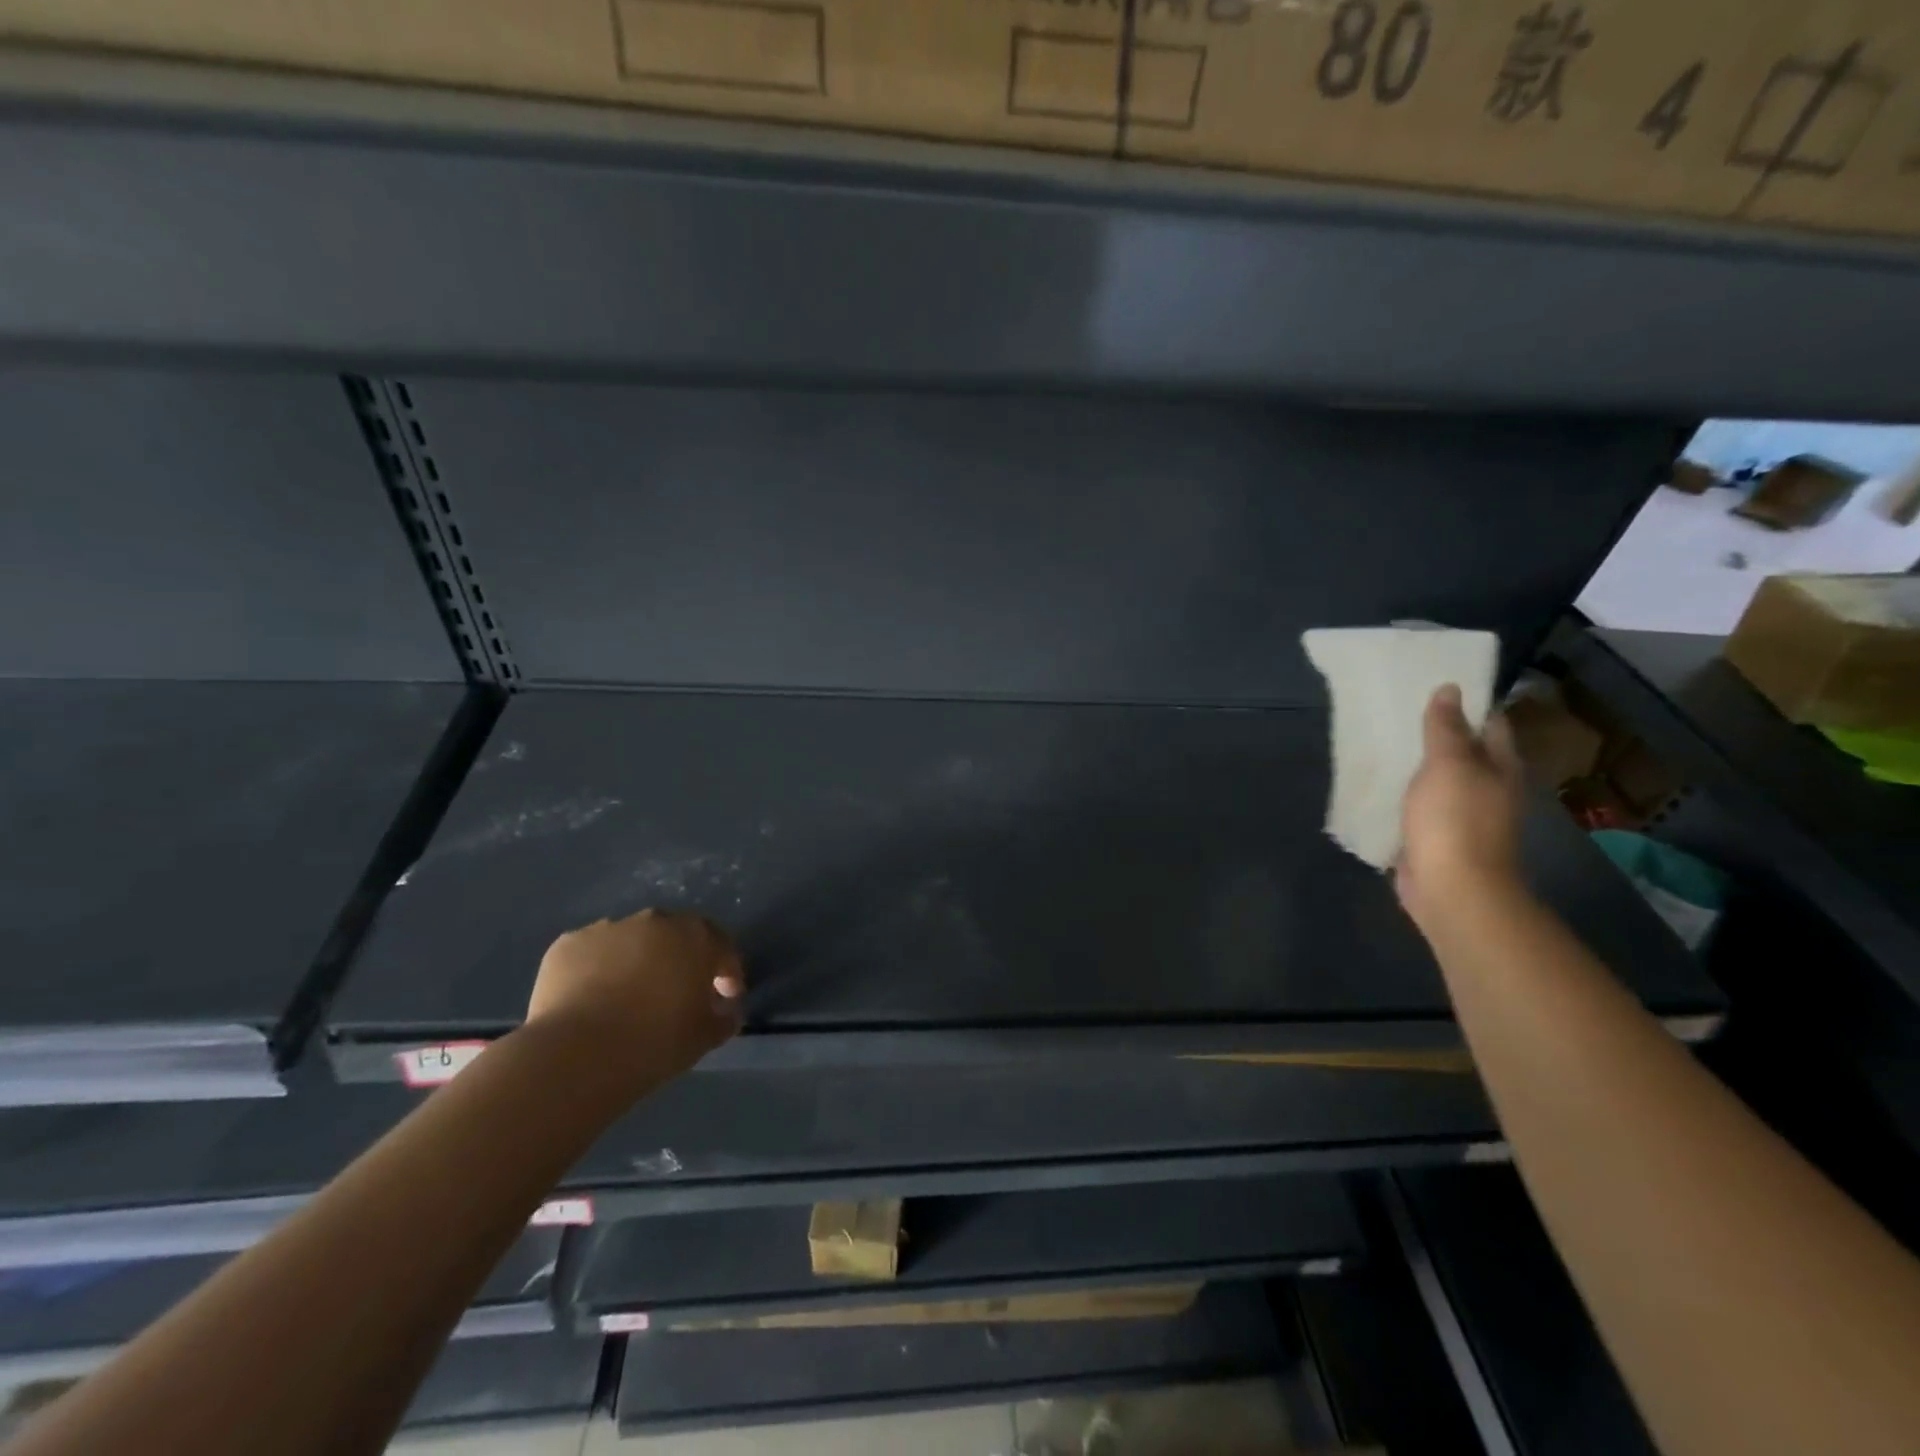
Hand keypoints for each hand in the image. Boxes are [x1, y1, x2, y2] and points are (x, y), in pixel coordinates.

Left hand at [526, 909, 744, 1076]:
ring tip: (628, 998)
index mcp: (696, 937)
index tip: (724, 999)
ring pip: (632, 941)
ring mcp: (608, 928)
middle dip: (681, 961)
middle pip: (676, 936)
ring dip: (638, 961)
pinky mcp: (568, 943)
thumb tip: (726, 1010)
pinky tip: (591, 999)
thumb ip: (724, 1017)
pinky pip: (593, 953)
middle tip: (676, 995)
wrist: (575, 1056)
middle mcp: (655, 921)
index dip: (727, 973)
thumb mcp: (704, 1038)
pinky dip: (597, 969)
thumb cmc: (653, 1043)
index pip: (722, 947)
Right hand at [1397, 685, 1525, 928]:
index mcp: (1499, 767)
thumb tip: (1449, 689)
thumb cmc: (1455, 821)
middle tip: (1396, 709)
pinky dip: (1400, 794)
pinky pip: (1416, 806)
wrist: (1451, 889)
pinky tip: (1377, 782)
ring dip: (1414, 764)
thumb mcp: (1449, 765)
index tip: (1432, 683)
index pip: (1489, 723)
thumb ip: (1445, 728)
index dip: (1466, 703)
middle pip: (1461, 751)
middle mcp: (1486, 788)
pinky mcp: (1433, 836)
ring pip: (1436, 779)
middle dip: (1434, 732)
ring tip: (1379, 740)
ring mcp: (1460, 815)